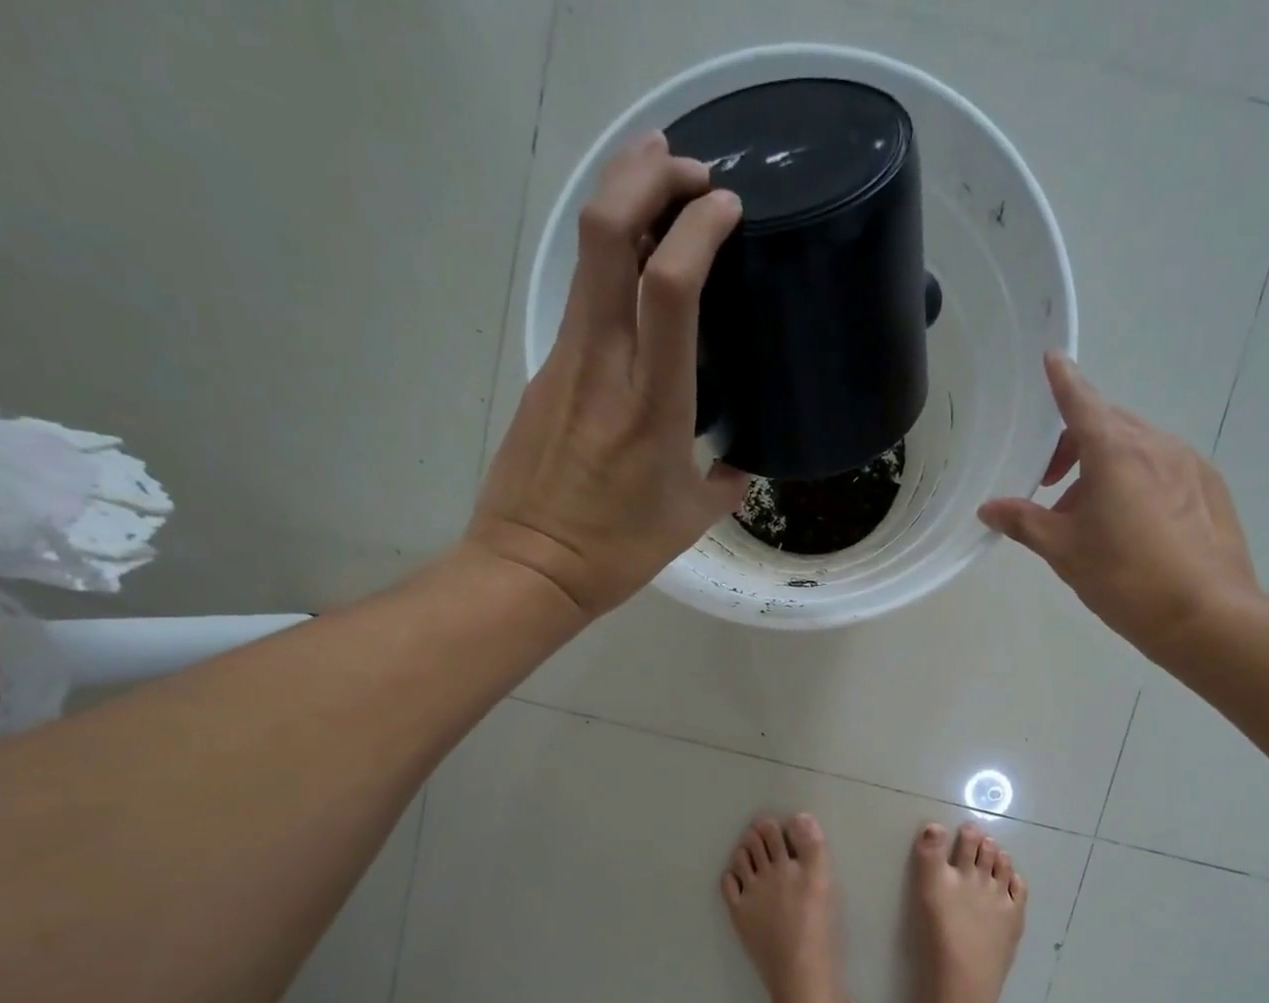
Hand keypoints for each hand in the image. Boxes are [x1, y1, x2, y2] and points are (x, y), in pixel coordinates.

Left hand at [469, 132, 746, 618]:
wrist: (530, 568)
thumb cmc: (617, 550)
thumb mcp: (689, 521)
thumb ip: (725, 484)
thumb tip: (738, 467)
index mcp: (652, 405)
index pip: (669, 286)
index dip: (698, 227)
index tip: (728, 208)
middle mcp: (603, 366)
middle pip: (607, 234)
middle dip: (646, 176)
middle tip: (688, 168)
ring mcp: (566, 362)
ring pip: (588, 256)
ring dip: (623, 203)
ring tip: (662, 187)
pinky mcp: (546, 372)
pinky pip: (582, 299)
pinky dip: (612, 263)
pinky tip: (636, 274)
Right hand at [978, 353, 1261, 660]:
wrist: (1205, 615)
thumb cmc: (1123, 578)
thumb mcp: (1063, 551)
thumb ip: (1024, 522)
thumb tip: (990, 508)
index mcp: (1115, 452)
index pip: (1081, 403)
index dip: (1063, 381)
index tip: (1052, 359)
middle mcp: (1156, 445)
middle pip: (1108, 425)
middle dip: (1074, 444)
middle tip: (1050, 485)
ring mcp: (1189, 465)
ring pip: (1137, 448)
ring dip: (1104, 467)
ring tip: (1089, 517)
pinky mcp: (1209, 489)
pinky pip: (1163, 469)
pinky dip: (1137, 481)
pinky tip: (1131, 528)